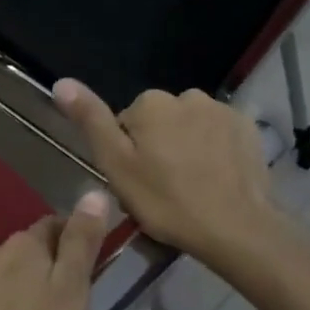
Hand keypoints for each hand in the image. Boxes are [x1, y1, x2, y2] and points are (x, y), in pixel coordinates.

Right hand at [52, 80, 282, 270]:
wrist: (236, 227)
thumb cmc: (167, 202)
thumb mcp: (117, 166)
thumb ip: (91, 121)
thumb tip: (61, 82)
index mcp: (150, 103)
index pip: (126, 124)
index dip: (128, 155)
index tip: (137, 183)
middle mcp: (186, 95)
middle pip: (160, 122)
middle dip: (158, 147)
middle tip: (163, 189)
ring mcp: (221, 110)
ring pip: (190, 127)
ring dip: (187, 147)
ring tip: (193, 186)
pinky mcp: (247, 127)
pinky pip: (219, 134)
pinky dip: (215, 150)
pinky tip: (217, 179)